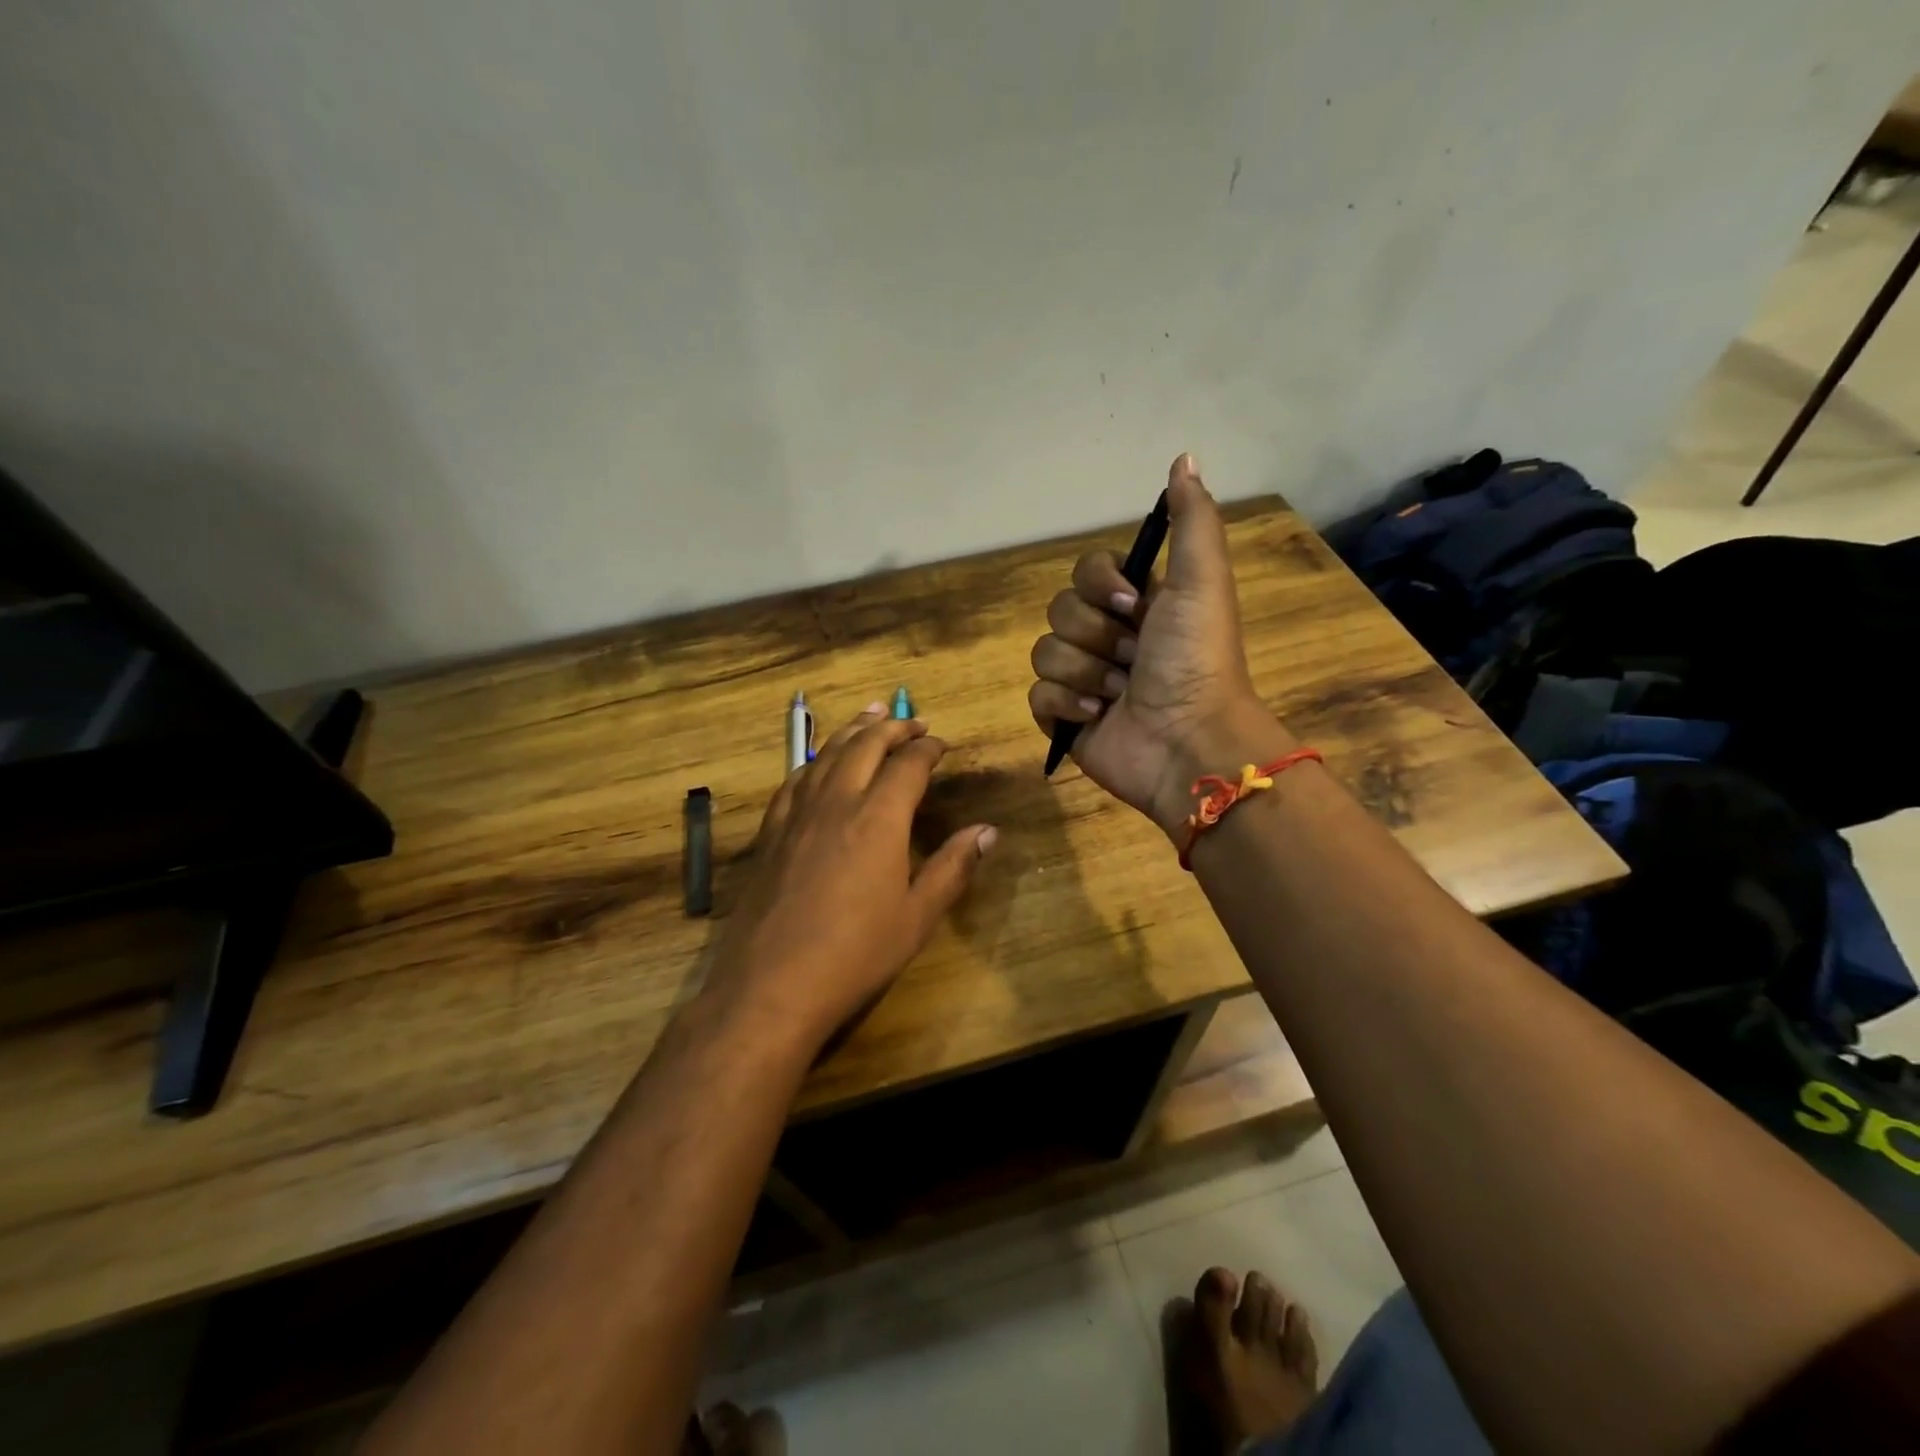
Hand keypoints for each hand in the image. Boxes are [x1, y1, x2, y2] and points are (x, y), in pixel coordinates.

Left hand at [702, 704, 995, 1048]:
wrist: (771, 986)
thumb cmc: (855, 955)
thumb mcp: (917, 917)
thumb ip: (953, 868)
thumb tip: (989, 831)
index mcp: (879, 818)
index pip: (908, 765)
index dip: (927, 748)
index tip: (941, 744)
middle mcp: (837, 802)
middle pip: (865, 745)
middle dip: (892, 727)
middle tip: (912, 721)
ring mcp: (797, 815)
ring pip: (826, 754)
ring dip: (851, 731)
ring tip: (868, 716)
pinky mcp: (770, 833)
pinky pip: (794, 780)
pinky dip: (814, 761)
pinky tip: (817, 764)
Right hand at [1028, 453, 1291, 837]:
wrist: (1187, 742)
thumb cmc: (1196, 659)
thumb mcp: (1202, 581)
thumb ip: (1191, 520)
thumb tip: (1184, 457)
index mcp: (1138, 606)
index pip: (1086, 572)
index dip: (1101, 584)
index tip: (1133, 604)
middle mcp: (1108, 638)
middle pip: (1060, 610)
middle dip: (1097, 635)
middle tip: (1134, 658)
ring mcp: (1084, 680)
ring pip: (1045, 652)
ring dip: (1086, 672)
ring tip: (1120, 693)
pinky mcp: (1065, 718)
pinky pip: (1037, 695)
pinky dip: (1066, 705)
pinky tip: (1097, 716)